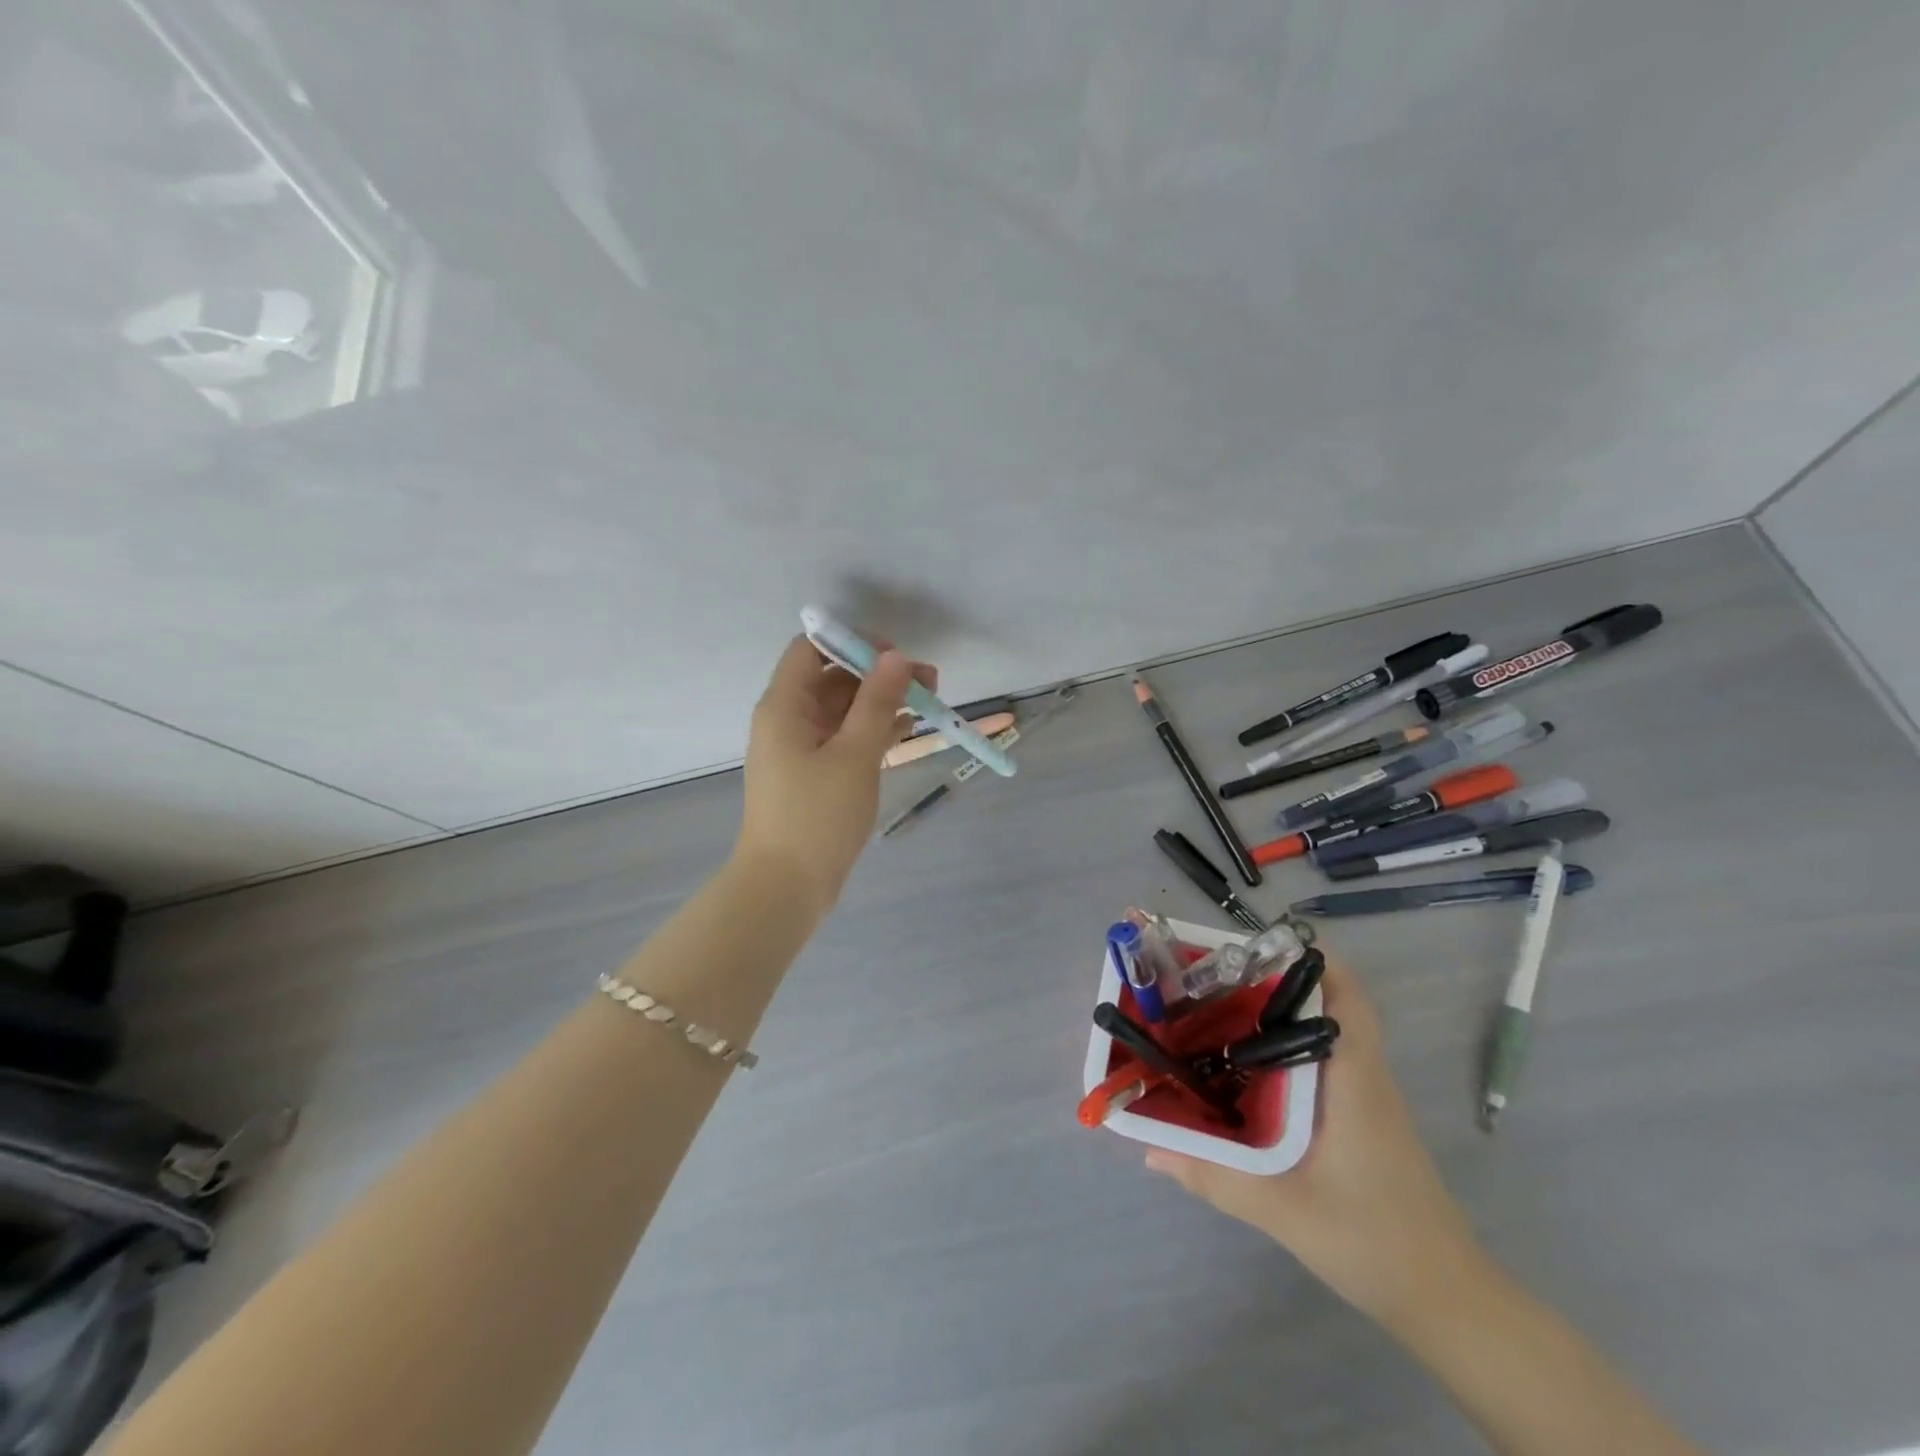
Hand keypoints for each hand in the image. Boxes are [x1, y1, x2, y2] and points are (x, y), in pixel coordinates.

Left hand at [735, 635, 935, 913]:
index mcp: (784, 706)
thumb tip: (896, 656)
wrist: (786, 888)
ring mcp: (801, 750)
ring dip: (882, 703)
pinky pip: (845, 739)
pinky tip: (908, 730)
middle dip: (879, 675)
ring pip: (843, 710)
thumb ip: (877, 701)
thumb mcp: (854, 754)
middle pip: (833, 679)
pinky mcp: (815, 775)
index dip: (852, 643)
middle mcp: (788, 721)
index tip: (895, 656)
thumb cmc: (817, 815)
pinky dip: (873, 731)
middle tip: (929, 681)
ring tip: (929, 703)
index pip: (811, 649)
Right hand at [1145, 961, 1488, 1326]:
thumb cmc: (1375, 1242)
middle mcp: (1361, 1072)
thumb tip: (1148, 1149)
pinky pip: (1317, 1059)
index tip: (1250, 945)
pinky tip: (1240, 1066)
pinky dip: (1281, 1047)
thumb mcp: (1285, 1212)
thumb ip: (1215, 1177)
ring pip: (1319, 1029)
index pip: (1345, 993)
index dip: (1306, 957)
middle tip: (1209, 978)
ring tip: (1211, 1010)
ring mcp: (1363, 1093)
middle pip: (1323, 1000)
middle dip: (1268, 979)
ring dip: (1272, 1012)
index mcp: (1353, 1077)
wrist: (1446, 1300)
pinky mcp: (1358, 1114)